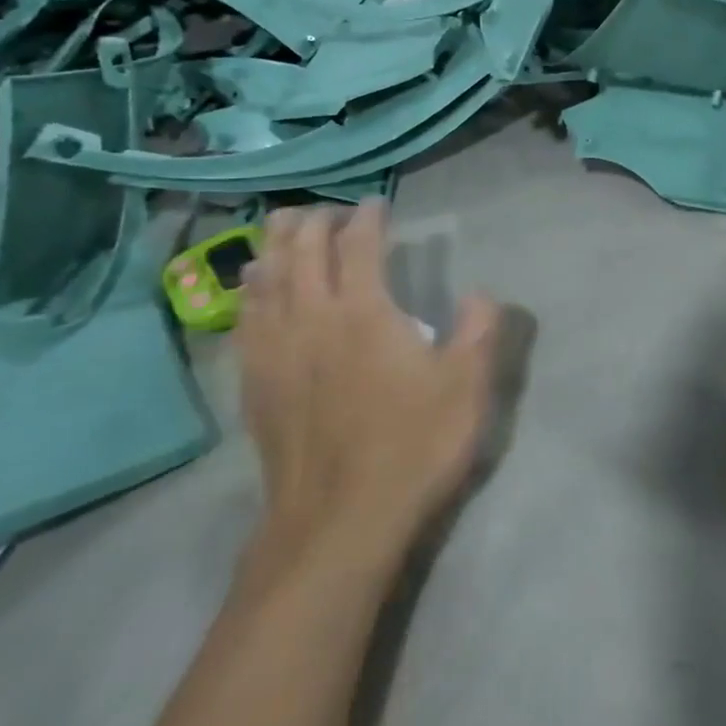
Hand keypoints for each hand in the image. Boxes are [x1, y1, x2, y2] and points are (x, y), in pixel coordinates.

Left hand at [237, 200, 499, 574]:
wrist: (340, 522)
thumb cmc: (414, 446)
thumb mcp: (468, 387)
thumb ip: (480, 330)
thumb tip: (481, 293)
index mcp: (364, 313)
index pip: (358, 247)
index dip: (367, 218)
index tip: (376, 203)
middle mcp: (312, 321)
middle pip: (301, 253)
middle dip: (312, 223)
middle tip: (327, 209)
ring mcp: (276, 353)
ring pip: (265, 281)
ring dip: (274, 247)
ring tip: (282, 229)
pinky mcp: (256, 386)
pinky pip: (245, 321)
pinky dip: (250, 292)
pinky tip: (254, 291)